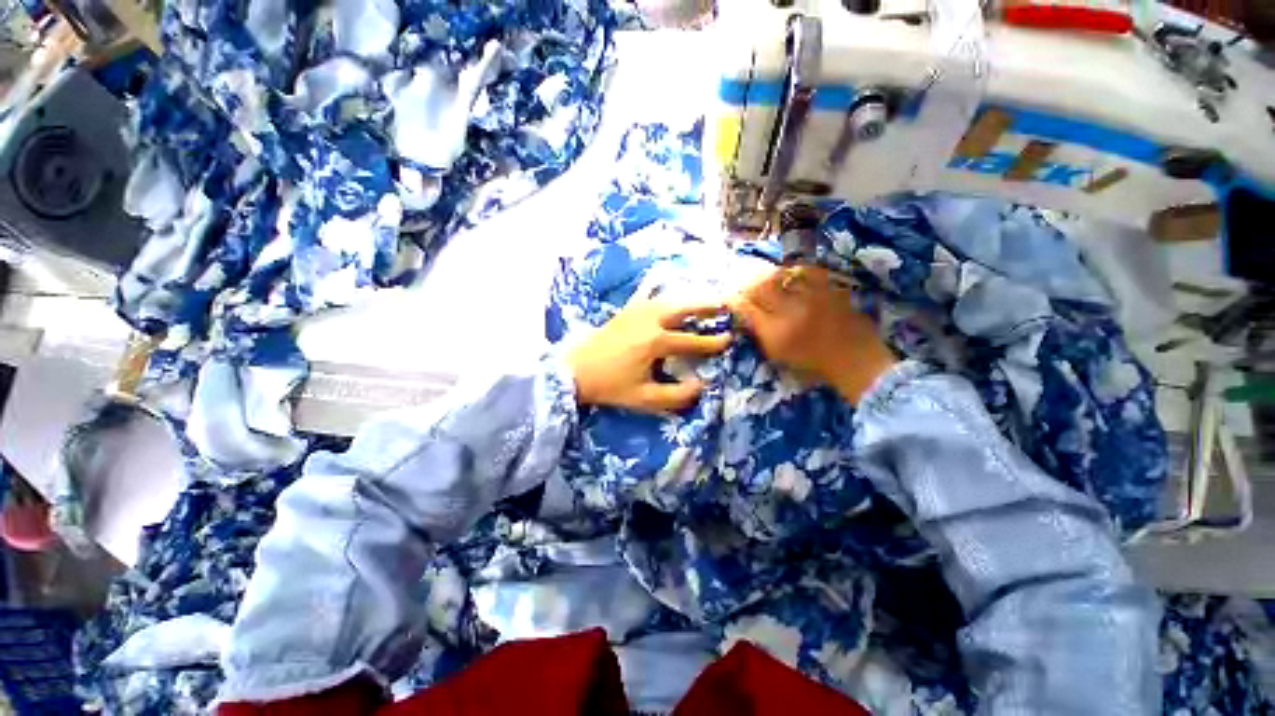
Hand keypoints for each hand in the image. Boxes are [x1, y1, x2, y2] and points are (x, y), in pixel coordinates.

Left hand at [568, 300, 732, 413]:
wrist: (574, 371)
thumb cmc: (609, 386)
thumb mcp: (644, 398)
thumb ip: (676, 396)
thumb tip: (702, 386)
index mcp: (656, 342)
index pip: (692, 341)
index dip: (712, 342)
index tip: (728, 340)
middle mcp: (649, 320)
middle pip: (683, 308)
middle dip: (706, 306)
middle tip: (724, 304)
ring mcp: (635, 311)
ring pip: (668, 299)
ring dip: (687, 299)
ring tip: (702, 299)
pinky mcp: (624, 310)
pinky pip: (646, 295)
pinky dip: (659, 291)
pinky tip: (664, 287)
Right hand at [729, 266, 895, 404]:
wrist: (855, 360)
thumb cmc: (813, 364)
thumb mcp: (778, 355)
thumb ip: (759, 334)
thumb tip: (744, 316)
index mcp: (776, 332)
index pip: (746, 308)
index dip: (734, 300)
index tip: (729, 298)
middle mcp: (790, 311)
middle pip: (760, 287)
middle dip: (747, 284)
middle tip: (744, 286)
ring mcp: (811, 296)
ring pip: (780, 275)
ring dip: (767, 276)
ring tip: (763, 278)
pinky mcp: (828, 288)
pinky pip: (805, 271)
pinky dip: (793, 271)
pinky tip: (790, 275)